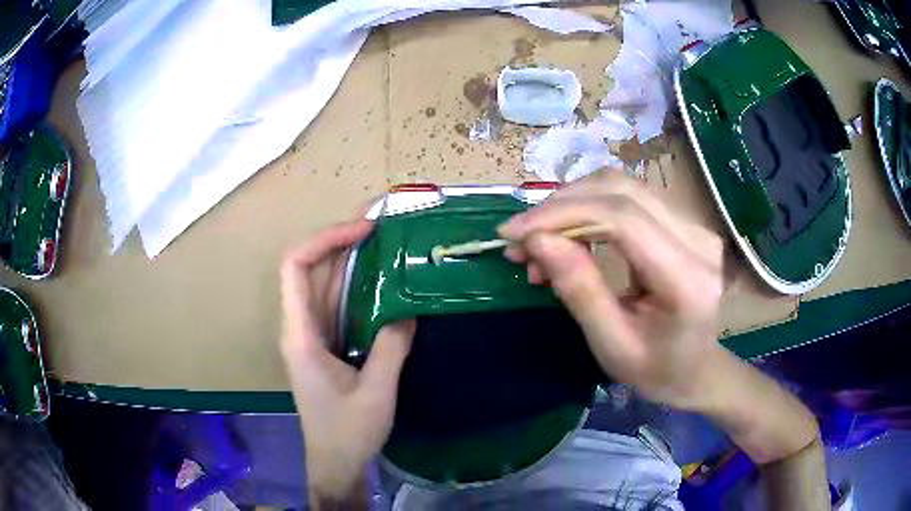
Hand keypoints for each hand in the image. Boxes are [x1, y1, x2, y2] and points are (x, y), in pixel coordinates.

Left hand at [280, 219, 415, 502]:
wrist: (335, 462)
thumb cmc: (347, 432)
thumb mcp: (375, 392)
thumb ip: (390, 348)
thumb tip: (407, 310)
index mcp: (300, 335)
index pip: (295, 267)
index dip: (324, 239)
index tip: (363, 230)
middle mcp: (301, 328)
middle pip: (310, 269)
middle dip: (341, 240)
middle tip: (381, 223)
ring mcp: (313, 336)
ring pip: (325, 286)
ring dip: (351, 260)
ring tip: (386, 241)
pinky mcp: (327, 346)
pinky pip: (339, 306)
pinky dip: (359, 287)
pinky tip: (385, 280)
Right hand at [499, 172, 725, 409]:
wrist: (695, 368)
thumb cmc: (655, 370)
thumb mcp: (611, 345)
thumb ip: (579, 290)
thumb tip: (537, 239)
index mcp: (687, 279)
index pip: (623, 219)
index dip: (563, 215)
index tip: (514, 233)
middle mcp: (697, 239)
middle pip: (621, 192)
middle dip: (560, 207)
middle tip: (519, 239)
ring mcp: (694, 224)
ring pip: (622, 186)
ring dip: (571, 205)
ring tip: (539, 242)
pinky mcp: (684, 220)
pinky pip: (628, 198)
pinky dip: (588, 209)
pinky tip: (567, 235)